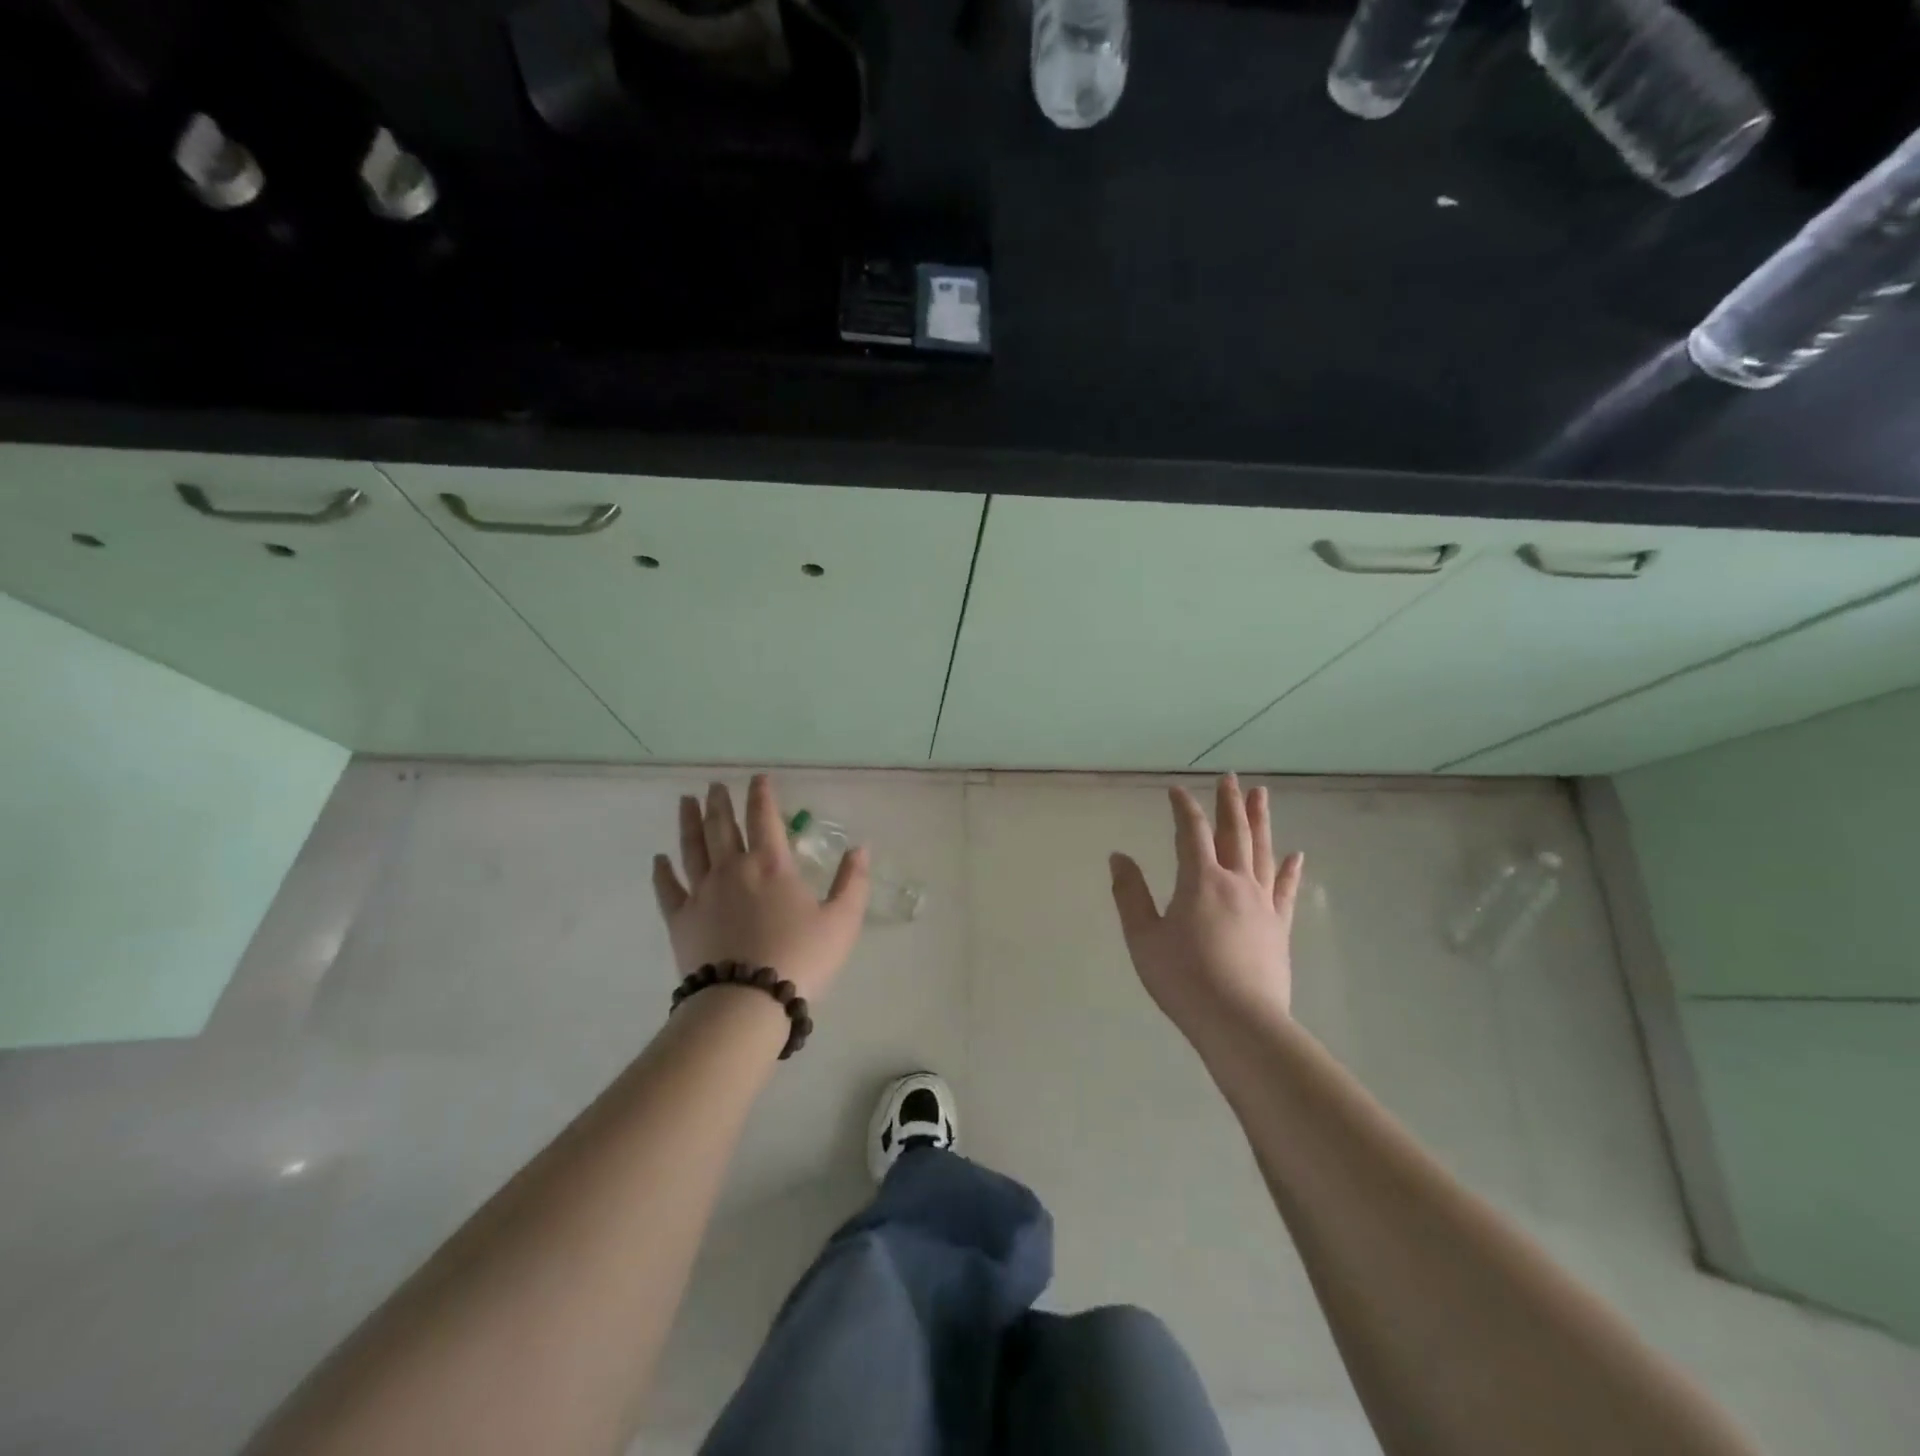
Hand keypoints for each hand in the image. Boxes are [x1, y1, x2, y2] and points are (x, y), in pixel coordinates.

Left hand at [651, 775, 869, 999]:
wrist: (747, 1001)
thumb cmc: (801, 957)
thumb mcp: (842, 921)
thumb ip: (852, 882)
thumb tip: (860, 848)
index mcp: (771, 865)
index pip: (764, 817)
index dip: (762, 794)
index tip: (758, 778)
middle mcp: (733, 868)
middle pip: (722, 826)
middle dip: (720, 802)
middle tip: (715, 786)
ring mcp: (702, 892)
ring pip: (692, 848)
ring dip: (689, 822)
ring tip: (686, 801)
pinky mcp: (680, 919)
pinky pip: (668, 888)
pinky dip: (662, 871)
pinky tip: (659, 859)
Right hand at [1109, 774, 1303, 1037]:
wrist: (1240, 1022)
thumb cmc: (1183, 979)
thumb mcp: (1143, 937)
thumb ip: (1130, 894)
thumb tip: (1118, 856)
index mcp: (1199, 880)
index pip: (1190, 831)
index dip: (1182, 807)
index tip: (1176, 790)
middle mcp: (1235, 882)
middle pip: (1233, 833)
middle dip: (1229, 803)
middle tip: (1231, 777)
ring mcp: (1262, 904)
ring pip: (1262, 852)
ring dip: (1260, 822)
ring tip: (1261, 795)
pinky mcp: (1279, 927)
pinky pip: (1286, 890)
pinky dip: (1290, 870)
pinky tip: (1296, 855)